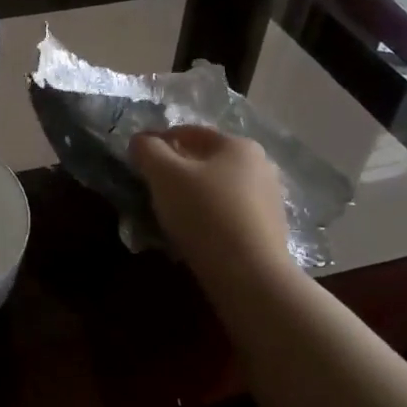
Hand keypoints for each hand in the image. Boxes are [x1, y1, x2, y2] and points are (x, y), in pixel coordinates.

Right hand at [131, 126, 293, 283]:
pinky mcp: (269, 231)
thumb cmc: (204, 213)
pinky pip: (229, 215)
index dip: (160, 141)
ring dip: (192, 196)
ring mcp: (269, 200)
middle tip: (151, 188)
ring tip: (168, 215)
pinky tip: (192, 234)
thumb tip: (140, 140)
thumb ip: (148, 151)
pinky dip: (208, 218)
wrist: (249, 274)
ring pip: (218, 189)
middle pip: (207, 161)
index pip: (191, 132)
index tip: (138, 159)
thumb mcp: (164, 175)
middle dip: (177, 171)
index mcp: (238, 145)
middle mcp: (261, 167)